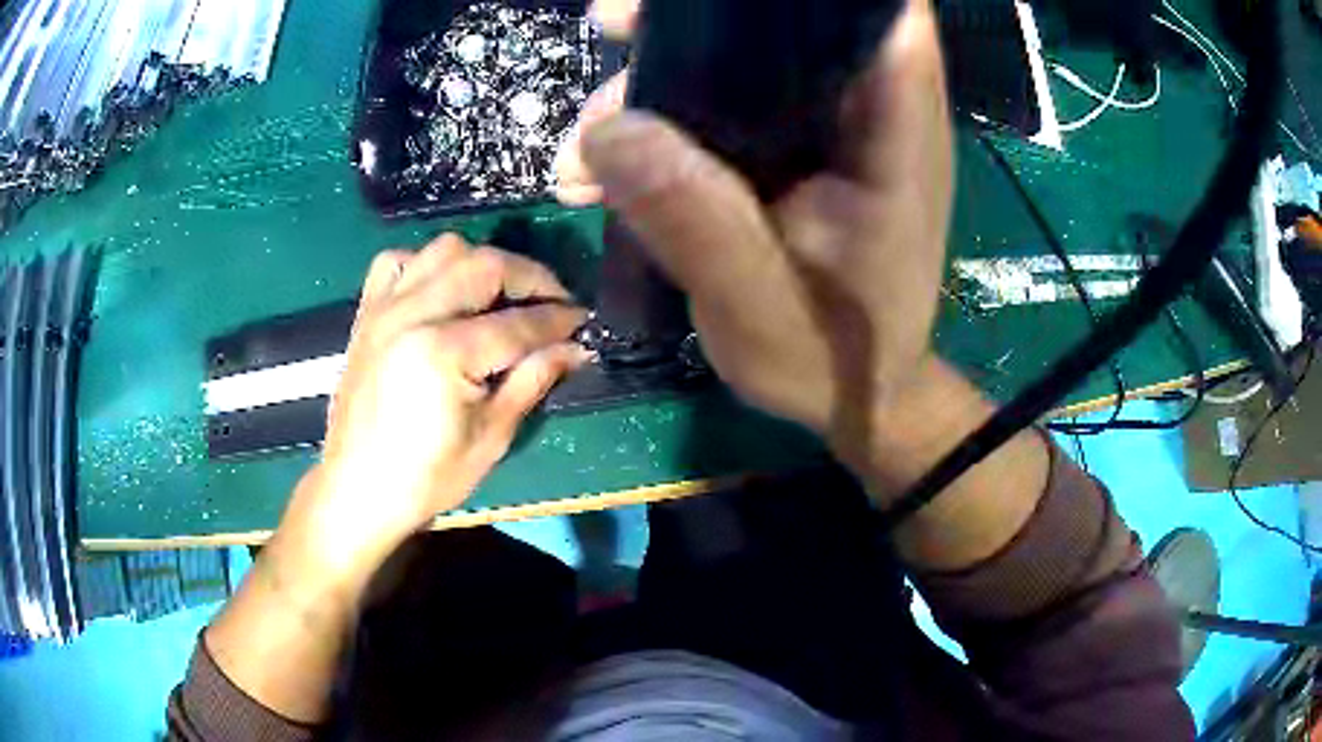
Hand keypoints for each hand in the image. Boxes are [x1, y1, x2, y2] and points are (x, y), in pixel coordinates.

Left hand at [294, 234, 589, 558]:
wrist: (358, 488)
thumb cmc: (426, 477)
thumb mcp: (490, 438)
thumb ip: (532, 381)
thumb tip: (576, 348)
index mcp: (443, 352)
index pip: (517, 323)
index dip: (558, 320)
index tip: (584, 321)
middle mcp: (412, 314)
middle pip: (485, 266)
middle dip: (530, 277)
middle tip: (553, 301)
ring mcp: (385, 308)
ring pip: (444, 250)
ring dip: (482, 263)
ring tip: (501, 294)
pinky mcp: (367, 312)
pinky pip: (397, 261)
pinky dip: (427, 264)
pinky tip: (441, 290)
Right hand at [561, 0, 954, 495]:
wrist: (857, 397)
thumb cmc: (830, 360)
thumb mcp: (756, 309)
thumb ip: (697, 224)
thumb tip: (606, 132)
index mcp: (893, 139)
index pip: (884, 16)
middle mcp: (872, 112)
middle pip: (797, 18)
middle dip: (699, 15)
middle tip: (611, 25)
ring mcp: (837, 126)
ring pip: (753, 55)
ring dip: (665, 71)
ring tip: (587, 135)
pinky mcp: (805, 146)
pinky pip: (736, 97)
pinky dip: (672, 110)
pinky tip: (610, 158)